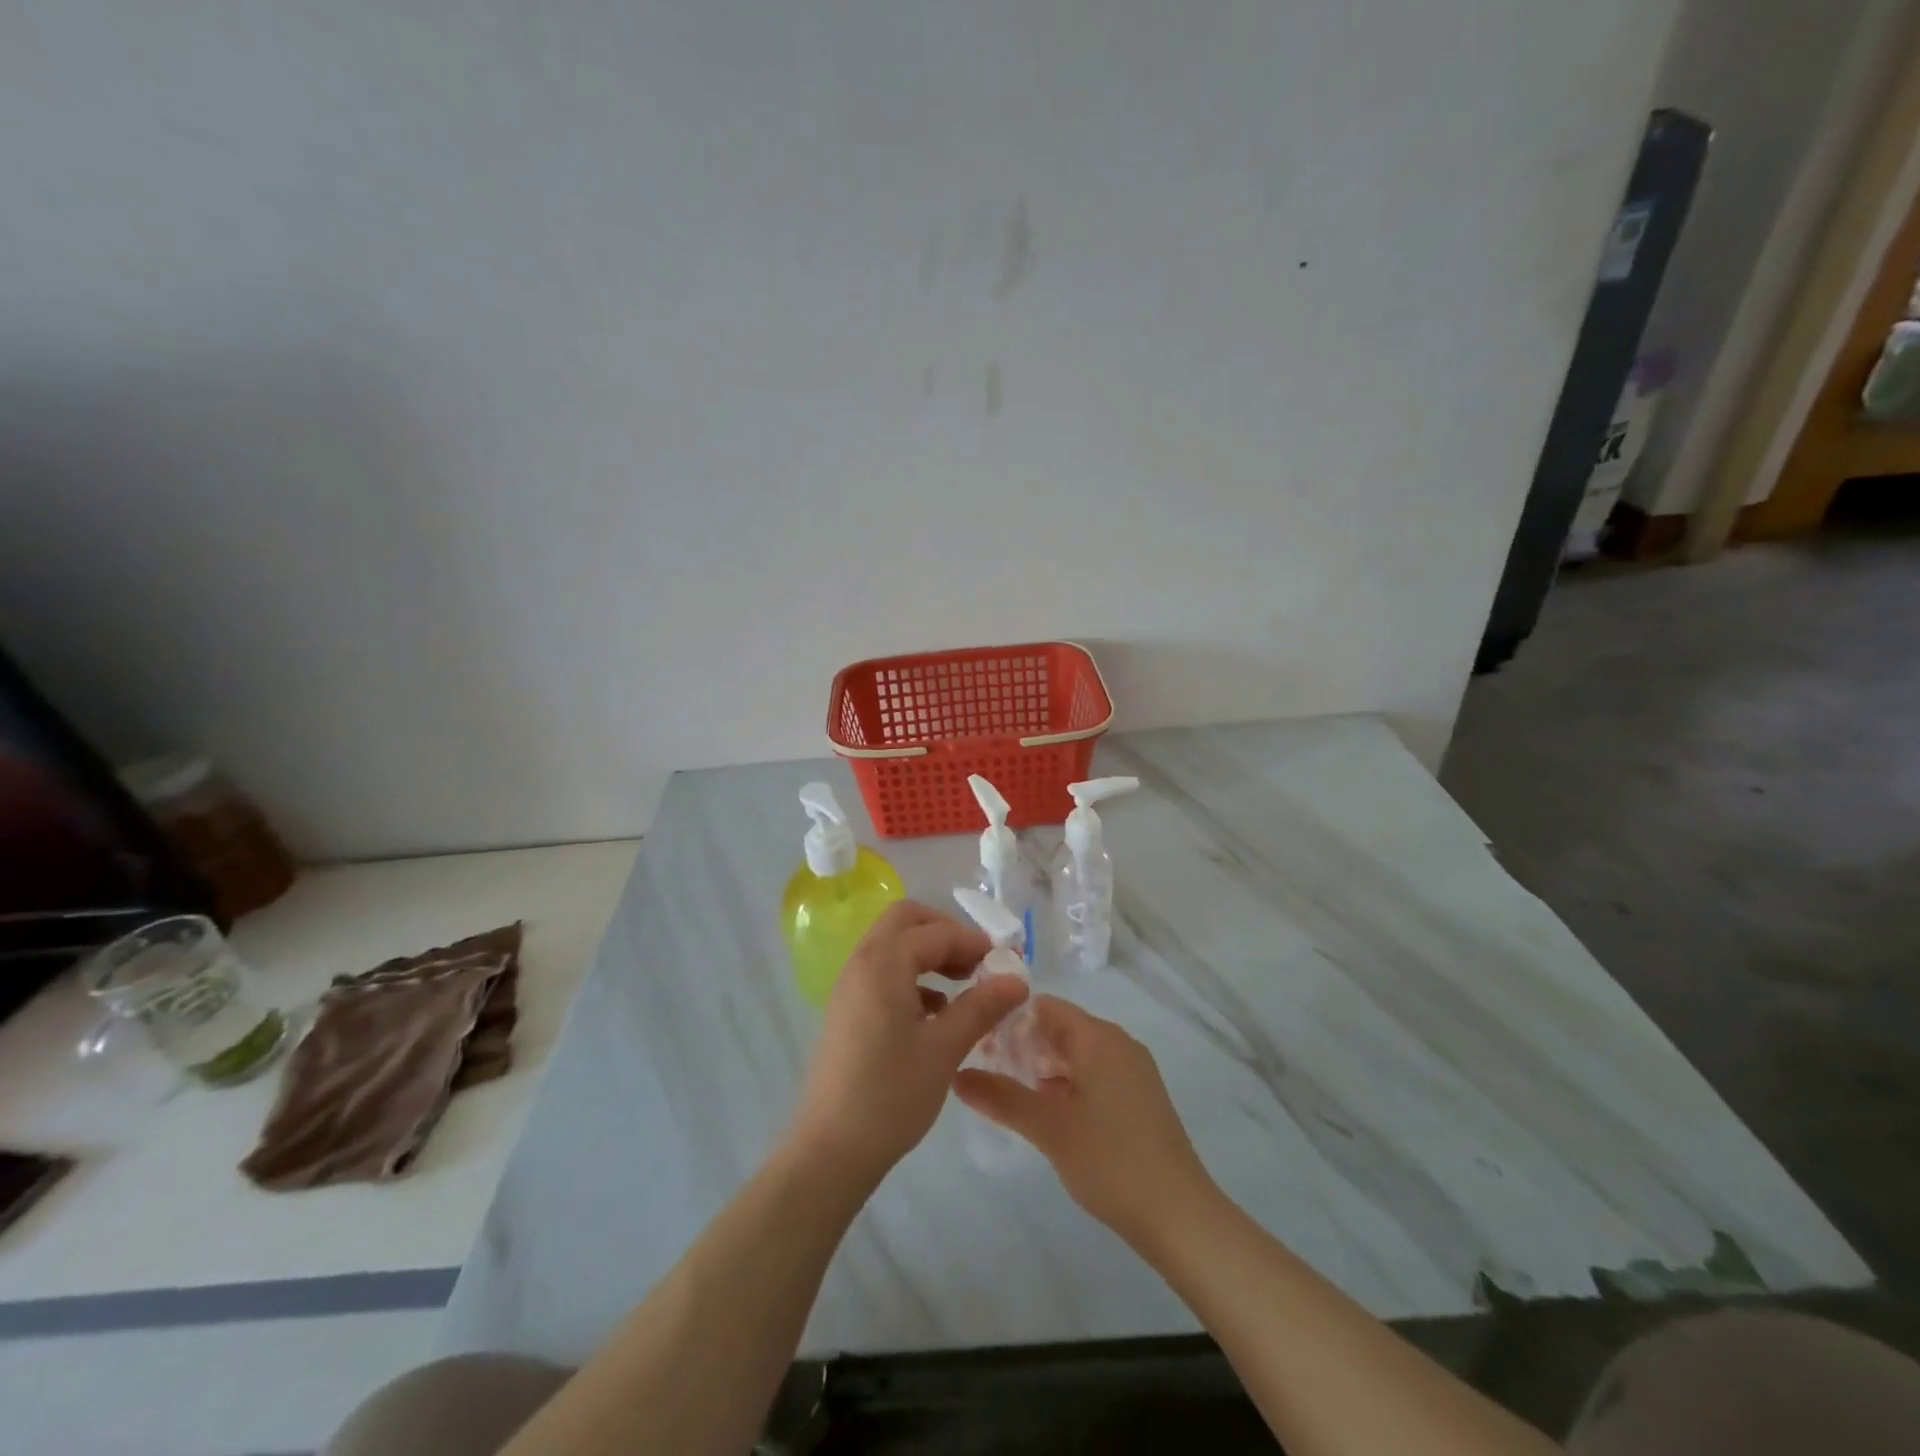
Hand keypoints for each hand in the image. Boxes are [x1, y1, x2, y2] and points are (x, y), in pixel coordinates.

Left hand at [788, 900, 1028, 1187]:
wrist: (831, 1150)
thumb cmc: (891, 1095)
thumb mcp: (945, 1049)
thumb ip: (981, 1006)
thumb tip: (1017, 979)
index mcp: (883, 963)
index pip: (936, 932)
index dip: (974, 942)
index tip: (1007, 962)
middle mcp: (862, 962)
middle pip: (906, 921)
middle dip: (945, 933)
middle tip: (977, 962)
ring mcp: (850, 985)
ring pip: (893, 945)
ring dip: (929, 953)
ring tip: (963, 985)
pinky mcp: (848, 1009)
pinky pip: (883, 971)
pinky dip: (912, 975)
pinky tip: (936, 1012)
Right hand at [954, 997, 1213, 1252]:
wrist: (1180, 1215)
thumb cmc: (1110, 1161)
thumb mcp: (1048, 1128)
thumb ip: (1001, 1098)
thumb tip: (956, 1075)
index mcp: (1098, 1037)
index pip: (1045, 1007)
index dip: (1010, 1019)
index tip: (979, 1044)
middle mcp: (1118, 1043)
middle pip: (1061, 1028)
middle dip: (1024, 1045)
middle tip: (987, 1072)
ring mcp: (1133, 1070)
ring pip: (1077, 1053)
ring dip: (1044, 1068)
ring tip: (1011, 1094)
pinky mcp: (1141, 1097)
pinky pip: (1095, 1073)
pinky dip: (1068, 1084)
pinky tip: (1049, 1115)